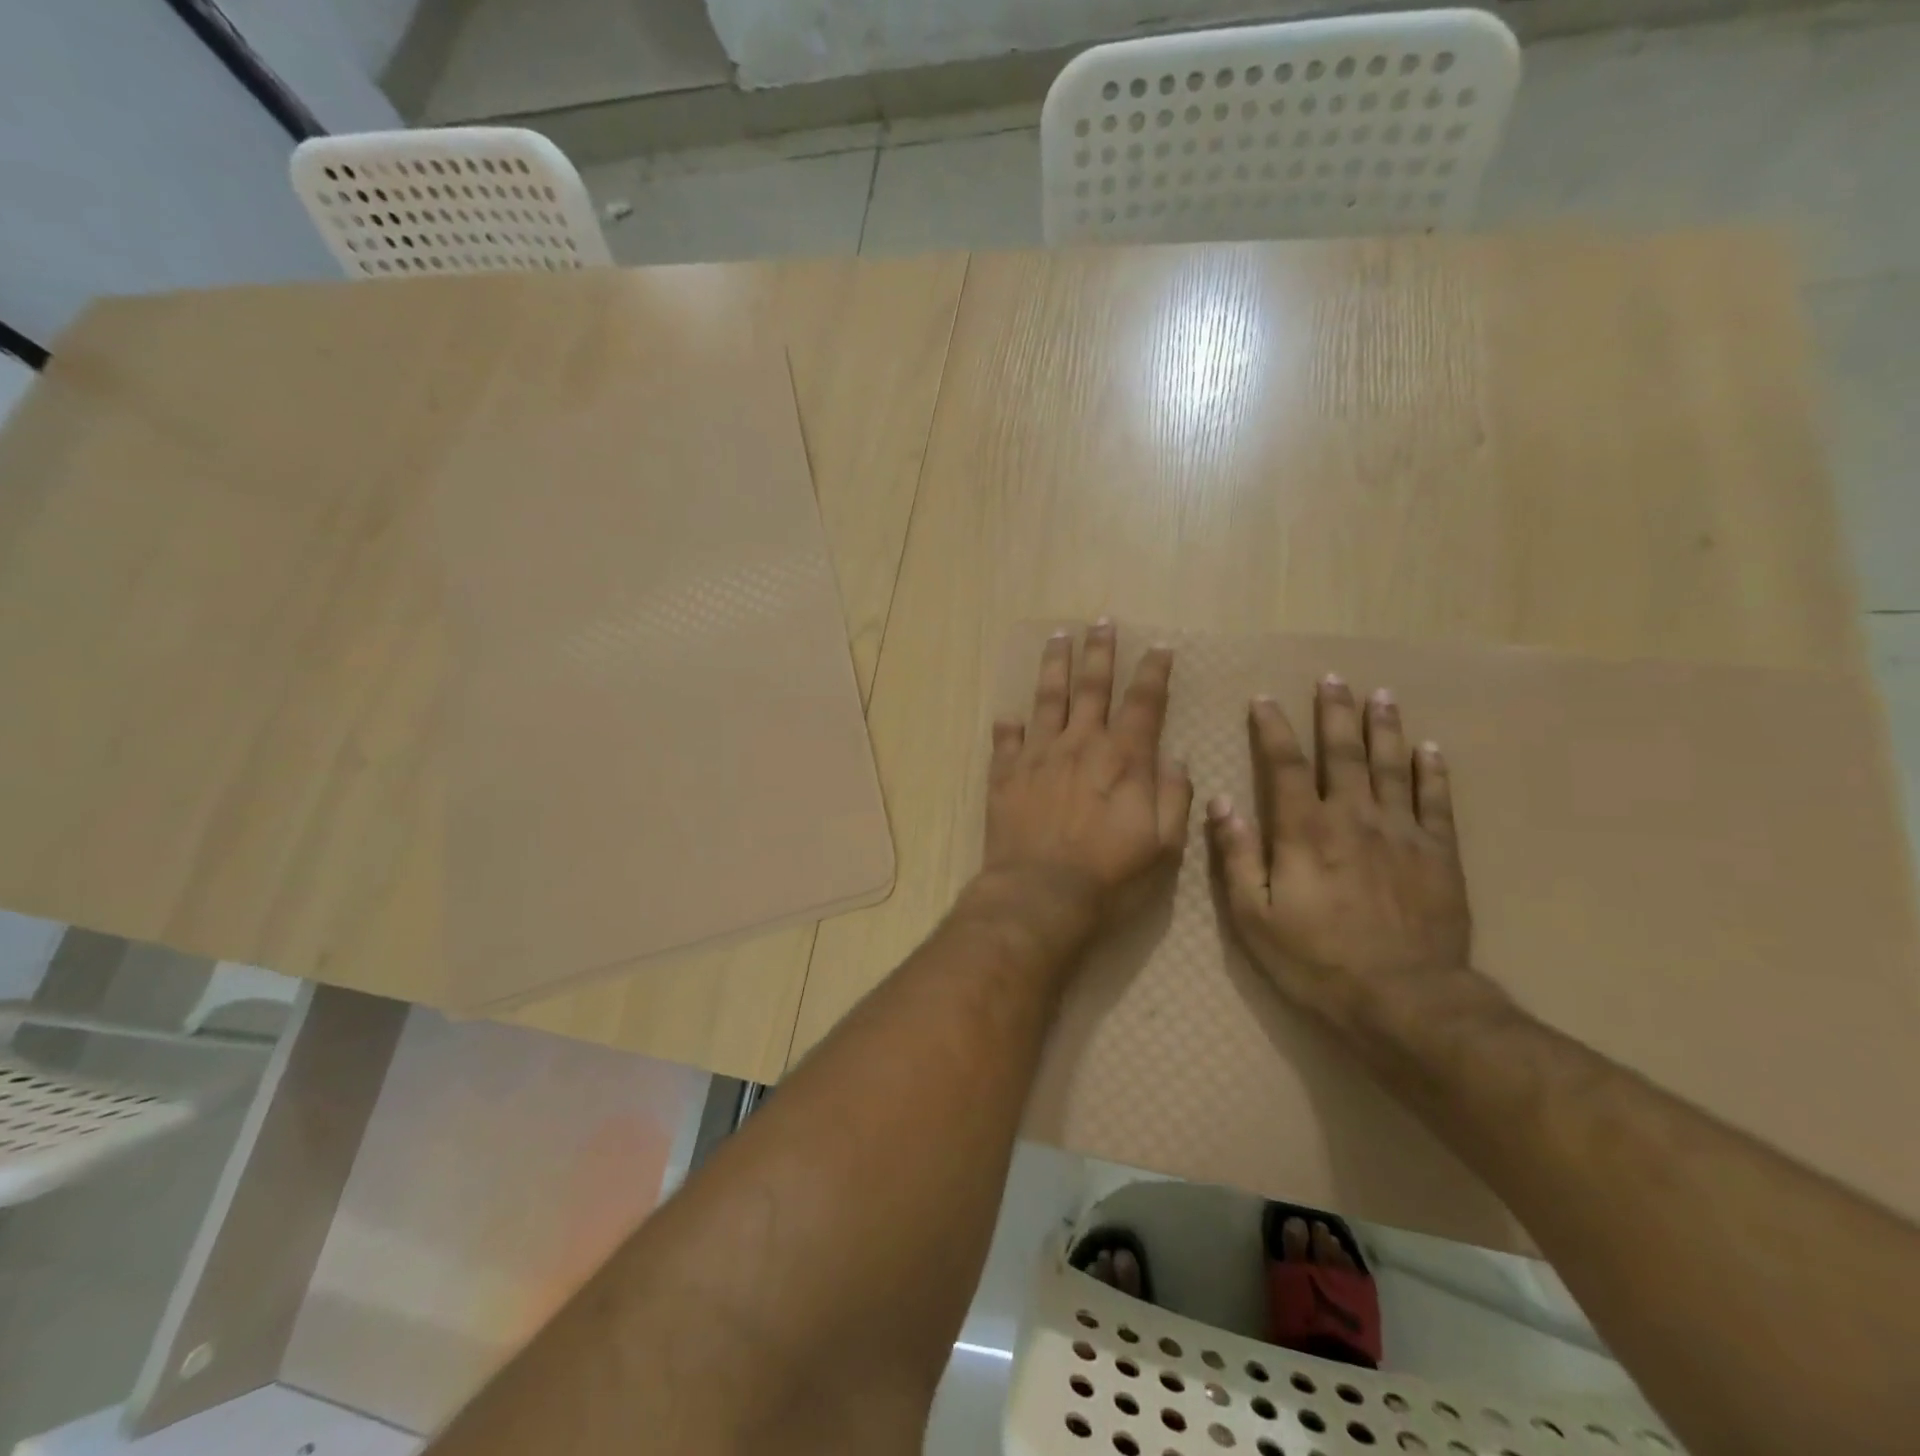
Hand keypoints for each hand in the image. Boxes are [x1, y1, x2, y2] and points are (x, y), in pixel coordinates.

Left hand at [979, 622, 1192, 939]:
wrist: (1040, 895)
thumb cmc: (1110, 876)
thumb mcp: (1163, 845)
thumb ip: (1173, 797)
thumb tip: (1175, 758)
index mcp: (1123, 758)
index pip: (1143, 703)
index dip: (1153, 673)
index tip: (1159, 648)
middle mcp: (1080, 744)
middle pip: (1091, 687)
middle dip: (1099, 652)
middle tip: (1100, 622)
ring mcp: (1038, 756)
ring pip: (1047, 699)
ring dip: (1054, 666)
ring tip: (1057, 637)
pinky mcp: (1005, 774)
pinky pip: (1006, 740)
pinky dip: (1008, 725)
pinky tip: (1008, 714)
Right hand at [1205, 675, 1481, 1030]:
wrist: (1406, 1001)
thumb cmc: (1317, 961)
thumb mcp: (1255, 916)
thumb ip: (1238, 855)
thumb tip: (1221, 802)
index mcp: (1305, 831)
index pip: (1284, 765)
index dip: (1272, 729)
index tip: (1264, 699)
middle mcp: (1354, 817)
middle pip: (1343, 753)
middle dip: (1334, 713)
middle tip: (1333, 678)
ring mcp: (1402, 832)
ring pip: (1392, 766)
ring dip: (1384, 728)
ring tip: (1381, 696)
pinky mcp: (1439, 854)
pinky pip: (1437, 801)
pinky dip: (1432, 771)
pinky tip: (1430, 748)